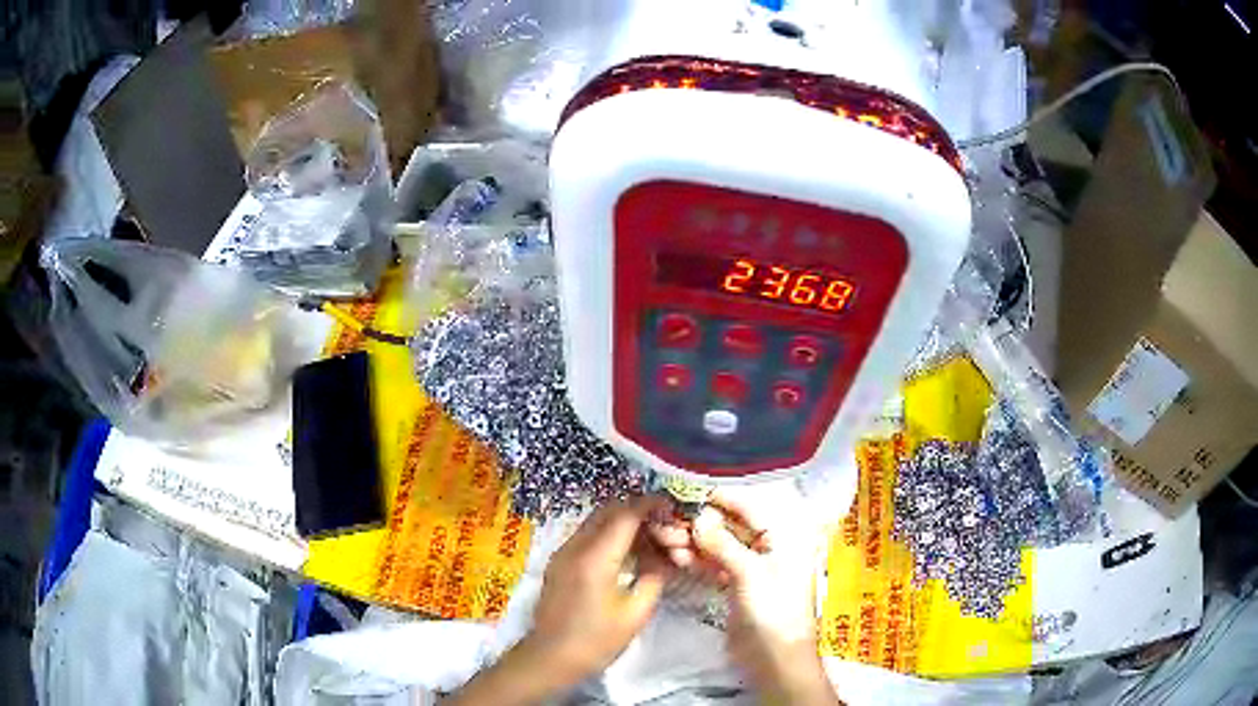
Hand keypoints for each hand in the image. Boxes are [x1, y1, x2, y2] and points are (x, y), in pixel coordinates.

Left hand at [524, 495, 673, 678]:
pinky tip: (628, 555)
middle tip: (664, 525)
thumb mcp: (635, 613)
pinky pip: (588, 536)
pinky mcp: (559, 563)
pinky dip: (610, 535)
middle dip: (638, 511)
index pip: (625, 515)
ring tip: (651, 540)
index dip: (650, 505)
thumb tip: (666, 557)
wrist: (550, 658)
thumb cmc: (596, 641)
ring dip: (624, 523)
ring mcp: (563, 553)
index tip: (672, 506)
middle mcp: (575, 547)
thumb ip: (654, 578)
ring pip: (596, 522)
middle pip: (608, 511)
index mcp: (595, 558)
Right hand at [653, 488, 839, 704]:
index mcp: (784, 535)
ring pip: (718, 544)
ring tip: (664, 539)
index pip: (746, 506)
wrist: (775, 659)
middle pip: (729, 524)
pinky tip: (675, 556)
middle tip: (664, 520)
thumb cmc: (773, 612)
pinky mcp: (736, 584)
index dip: (715, 499)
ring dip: (692, 541)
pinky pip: (714, 564)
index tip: (682, 491)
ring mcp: (751, 566)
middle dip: (697, 522)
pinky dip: (696, 559)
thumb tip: (697, 516)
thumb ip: (723, 543)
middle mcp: (768, 545)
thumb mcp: (750, 574)